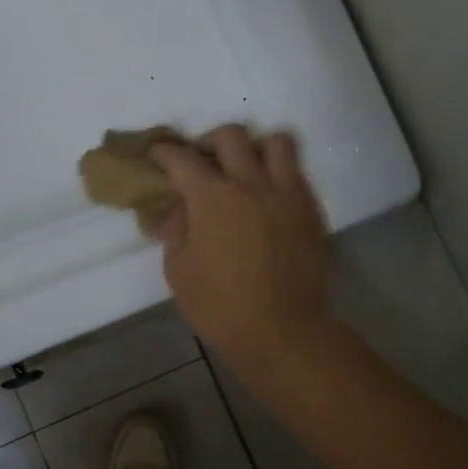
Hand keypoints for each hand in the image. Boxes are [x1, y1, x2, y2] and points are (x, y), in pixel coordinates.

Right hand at [149, 125, 333, 376]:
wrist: (282, 331)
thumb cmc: (220, 307)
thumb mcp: (179, 272)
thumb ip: (176, 231)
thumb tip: (179, 210)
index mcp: (212, 198)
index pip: (182, 159)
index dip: (164, 153)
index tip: (157, 156)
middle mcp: (251, 183)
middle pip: (231, 136)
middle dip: (209, 142)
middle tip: (202, 163)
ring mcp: (286, 194)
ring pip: (275, 142)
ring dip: (255, 148)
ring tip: (245, 170)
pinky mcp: (310, 210)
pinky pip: (296, 173)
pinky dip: (279, 174)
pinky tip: (268, 198)